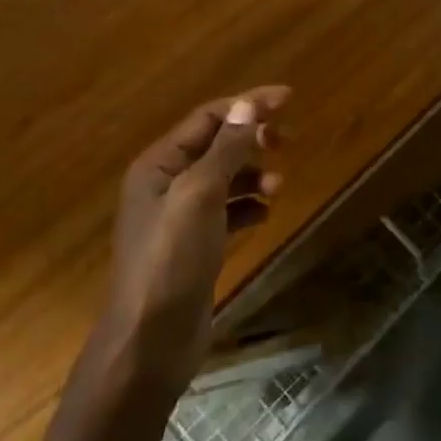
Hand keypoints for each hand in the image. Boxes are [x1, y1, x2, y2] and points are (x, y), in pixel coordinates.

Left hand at [105, 86, 289, 393]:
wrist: (150, 341)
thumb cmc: (172, 259)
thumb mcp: (200, 195)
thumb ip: (226, 149)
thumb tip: (248, 105)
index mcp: (159, 165)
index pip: (208, 118)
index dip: (248, 104)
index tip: (289, 99)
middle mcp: (166, 184)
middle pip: (217, 144)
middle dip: (252, 138)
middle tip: (287, 142)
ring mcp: (179, 217)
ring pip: (225, 178)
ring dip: (254, 173)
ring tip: (279, 185)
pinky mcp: (195, 246)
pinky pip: (227, 210)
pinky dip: (248, 205)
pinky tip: (264, 214)